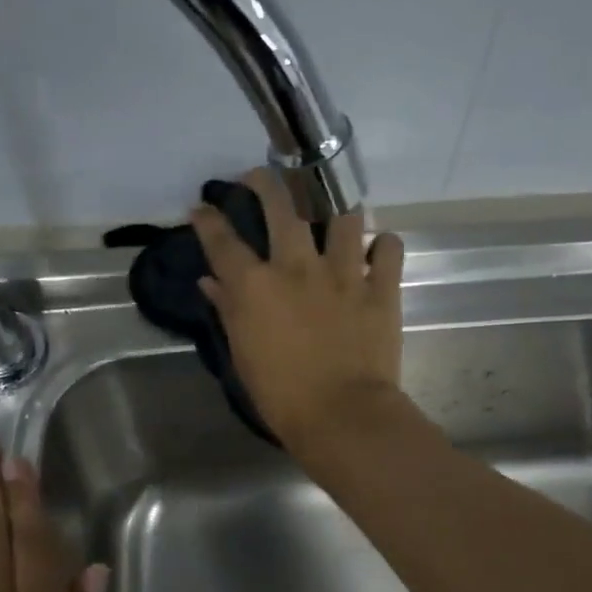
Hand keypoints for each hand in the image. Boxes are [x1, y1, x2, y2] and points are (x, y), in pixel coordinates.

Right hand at [190, 168, 406, 451]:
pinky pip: (389, 248)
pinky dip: (384, 245)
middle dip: (265, 181)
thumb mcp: (243, 355)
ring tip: (331, 208)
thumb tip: (211, 281)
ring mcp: (343, 273)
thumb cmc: (282, 395)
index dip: (208, 220)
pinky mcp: (381, 288)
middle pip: (280, 205)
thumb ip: (227, 310)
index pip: (223, 241)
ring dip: (335, 207)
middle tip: (259, 176)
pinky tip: (378, 249)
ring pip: (342, 215)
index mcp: (256, 286)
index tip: (202, 207)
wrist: (342, 416)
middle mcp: (297, 267)